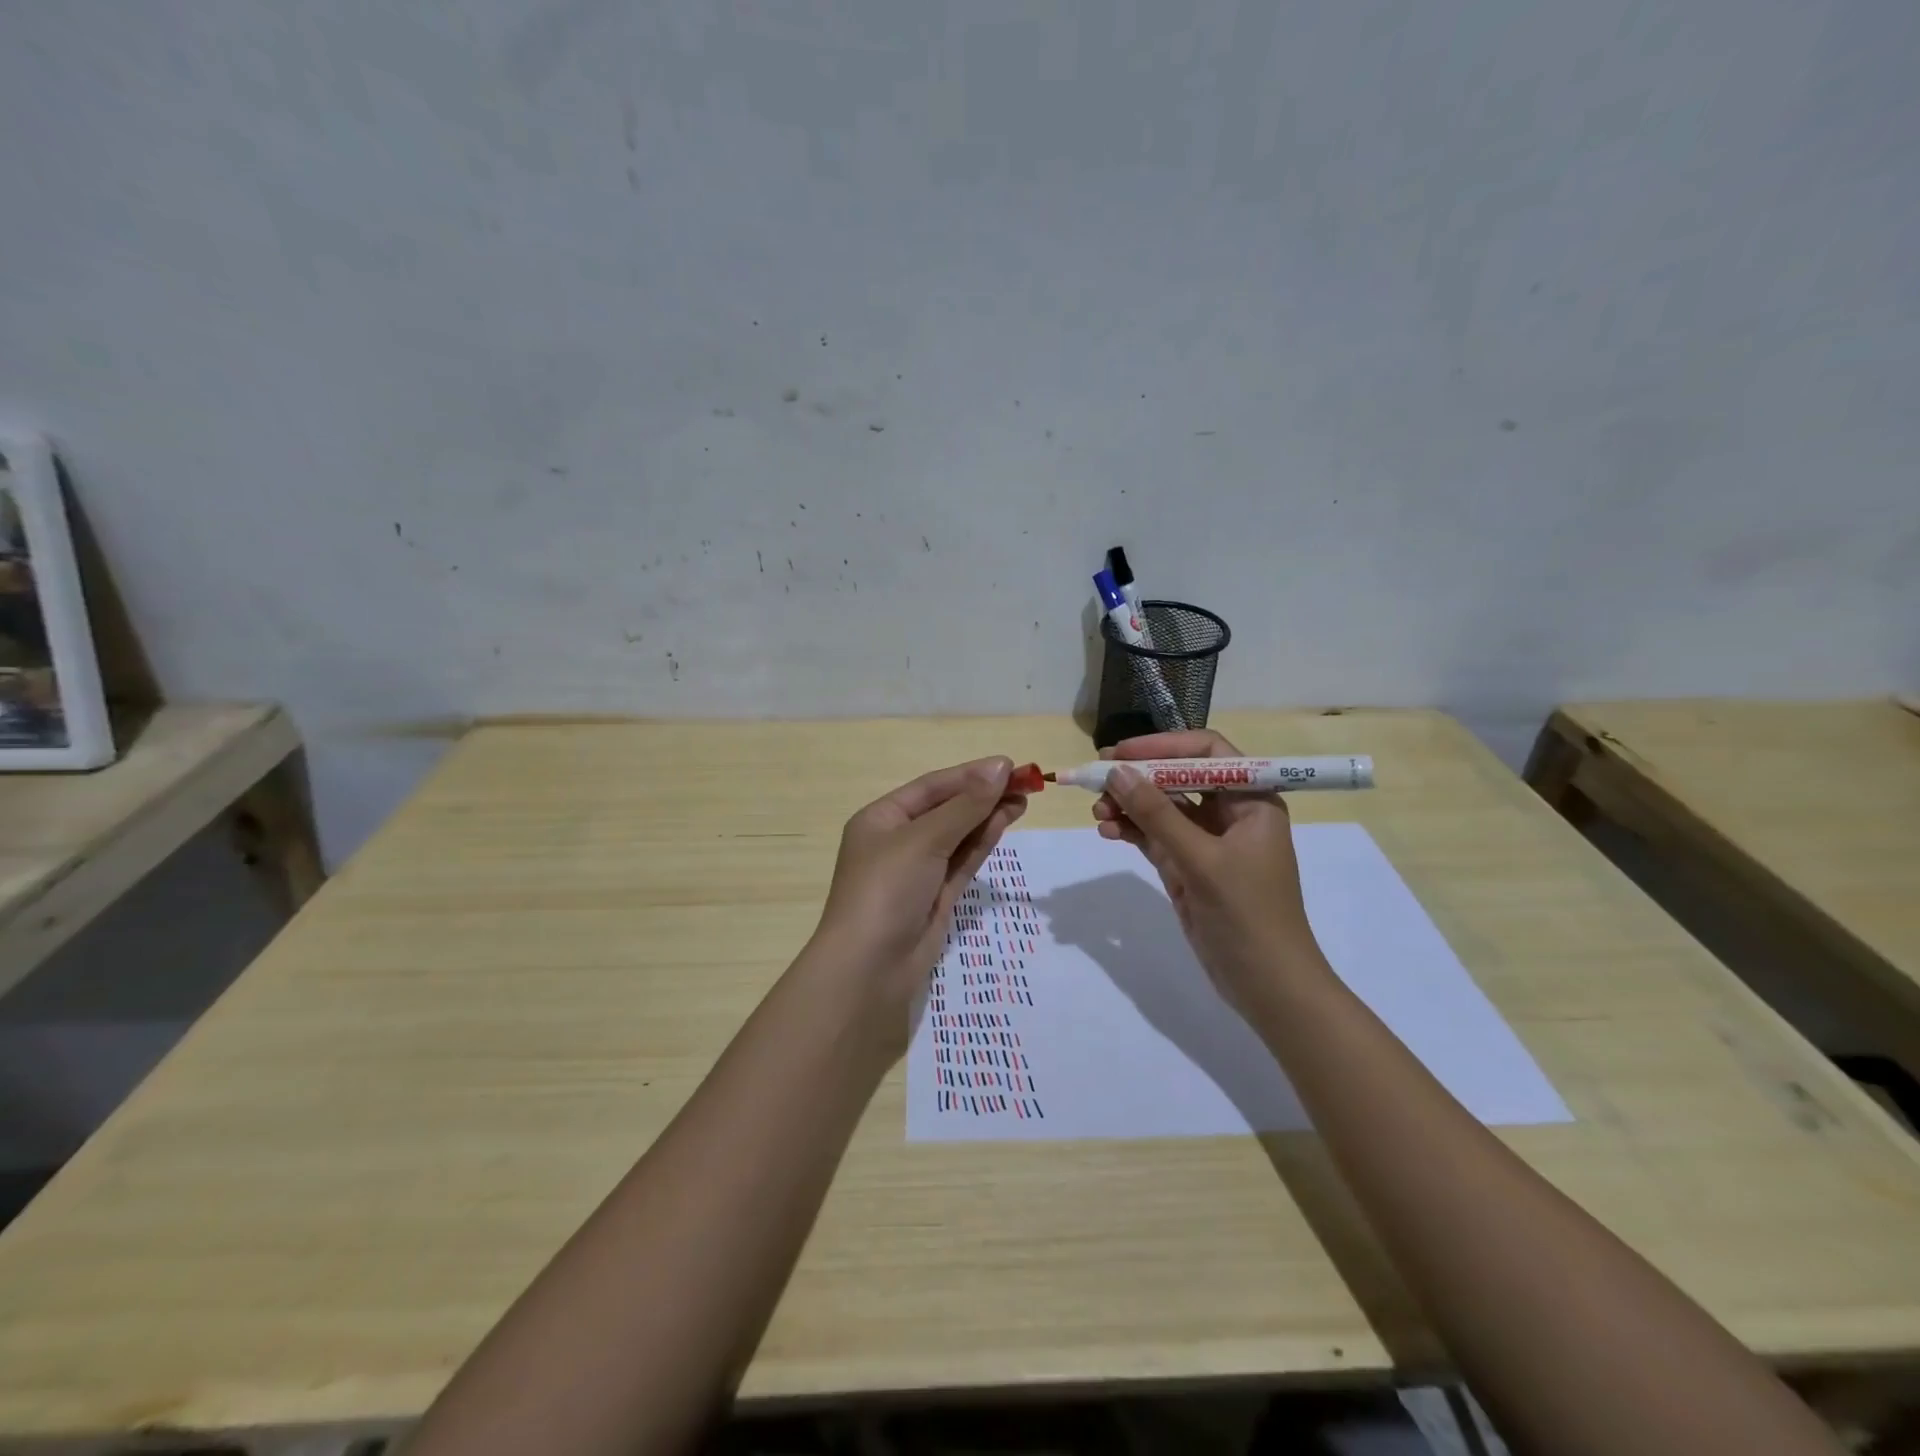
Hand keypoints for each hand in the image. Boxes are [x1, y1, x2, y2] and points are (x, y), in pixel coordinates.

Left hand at [811, 757, 1027, 1011]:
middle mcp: (898, 840)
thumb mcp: (924, 840)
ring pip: (958, 835)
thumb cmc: (886, 889)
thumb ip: (965, 806)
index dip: (970, 775)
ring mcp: (918, 870)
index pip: (932, 787)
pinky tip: (1005, 822)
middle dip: (983, 795)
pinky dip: (982, 842)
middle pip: (947, 809)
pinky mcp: (936, 897)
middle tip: (1026, 783)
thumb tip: (1000, 767)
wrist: (869, 968)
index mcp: (881, 819)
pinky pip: (962, 861)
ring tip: (1024, 799)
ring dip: (988, 816)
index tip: (1009, 765)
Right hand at [1091, 730, 1322, 1004]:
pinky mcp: (1189, 866)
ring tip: (1097, 814)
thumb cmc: (1247, 915)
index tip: (1121, 753)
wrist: (1268, 985)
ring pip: (1161, 808)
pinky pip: (1155, 836)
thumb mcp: (1201, 860)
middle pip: (1177, 778)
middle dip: (1138, 778)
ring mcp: (1207, 841)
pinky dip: (1132, 831)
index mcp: (1251, 800)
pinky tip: (1108, 832)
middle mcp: (1230, 813)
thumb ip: (1157, 814)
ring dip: (1129, 806)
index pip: (1206, 751)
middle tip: (1096, 780)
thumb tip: (1117, 772)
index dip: (1163, 746)